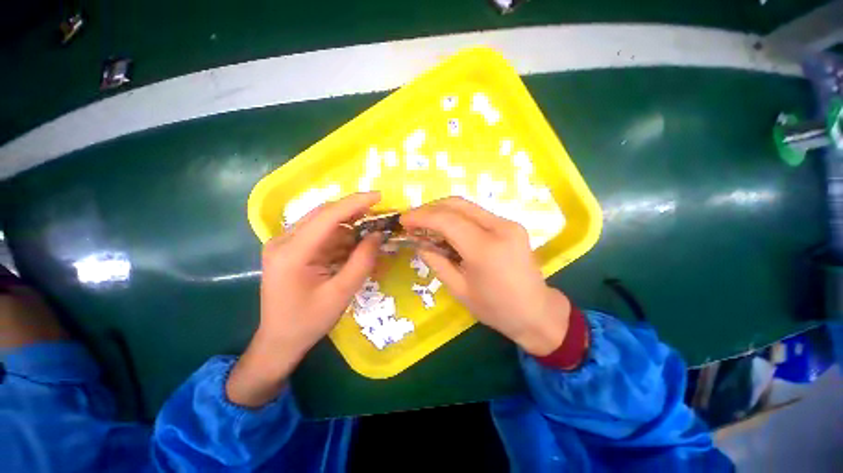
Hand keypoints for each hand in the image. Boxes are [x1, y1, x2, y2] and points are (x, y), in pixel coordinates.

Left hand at [227, 192, 381, 406]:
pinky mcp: (292, 249)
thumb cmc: (308, 322)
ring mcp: (286, 243)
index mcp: (292, 252)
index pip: (328, 216)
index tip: (379, 196)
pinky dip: (341, 237)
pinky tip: (356, 245)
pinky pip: (321, 235)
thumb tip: (378, 235)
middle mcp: (284, 240)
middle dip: (354, 211)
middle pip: (324, 214)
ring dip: (349, 225)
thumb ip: (362, 261)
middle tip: (380, 214)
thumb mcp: (341, 293)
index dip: (355, 203)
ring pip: (324, 223)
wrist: (279, 342)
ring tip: (373, 232)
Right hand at [401, 197, 570, 356]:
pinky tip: (447, 228)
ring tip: (426, 224)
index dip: (421, 217)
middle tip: (413, 220)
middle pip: (457, 204)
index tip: (404, 220)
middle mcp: (499, 228)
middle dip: (430, 208)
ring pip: (467, 206)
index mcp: (485, 249)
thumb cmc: (495, 308)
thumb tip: (419, 242)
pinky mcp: (511, 224)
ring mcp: (508, 223)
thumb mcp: (458, 289)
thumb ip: (436, 261)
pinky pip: (477, 213)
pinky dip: (457, 216)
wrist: (536, 312)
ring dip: (443, 211)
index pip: (446, 220)